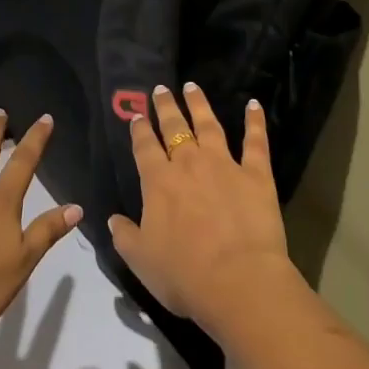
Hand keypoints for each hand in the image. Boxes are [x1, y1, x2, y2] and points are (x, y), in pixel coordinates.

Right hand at [108, 83, 301, 336]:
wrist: (238, 281)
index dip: (140, 130)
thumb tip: (112, 219)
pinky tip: (254, 104)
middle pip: (175, 128)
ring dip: (199, 104)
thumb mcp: (141, 261)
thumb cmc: (185, 275)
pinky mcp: (256, 175)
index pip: (145, 148)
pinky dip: (255, 121)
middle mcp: (189, 164)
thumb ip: (125, 236)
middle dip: (166, 107)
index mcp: (158, 182)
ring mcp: (224, 165)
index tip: (137, 116)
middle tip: (161, 88)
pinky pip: (255, 142)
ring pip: (209, 126)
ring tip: (192, 86)